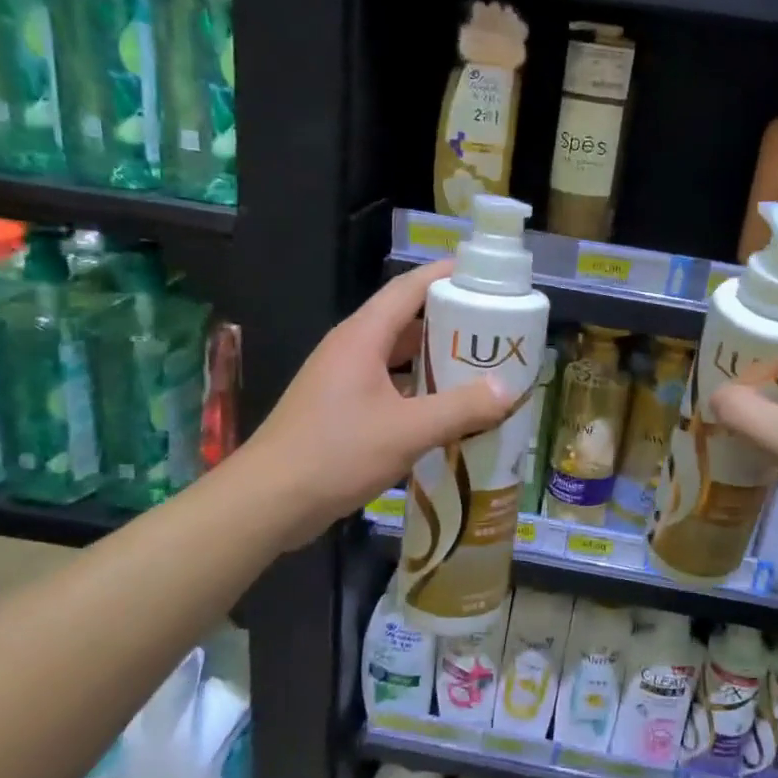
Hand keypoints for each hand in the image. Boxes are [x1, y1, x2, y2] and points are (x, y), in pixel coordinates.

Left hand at [242, 262, 514, 549]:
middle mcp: (351, 349)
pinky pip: (388, 387)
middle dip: (450, 322)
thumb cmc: (336, 453)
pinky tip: (446, 411)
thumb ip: (461, 408)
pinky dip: (418, 391)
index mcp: (362, 337)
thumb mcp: (407, 431)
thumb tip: (509, 389)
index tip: (485, 275)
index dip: (445, 276)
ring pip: (396, 357)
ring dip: (434, 359)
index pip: (408, 288)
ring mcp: (342, 380)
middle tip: (494, 330)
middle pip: (405, 321)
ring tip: (479, 368)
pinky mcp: (340, 410)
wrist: (268, 502)